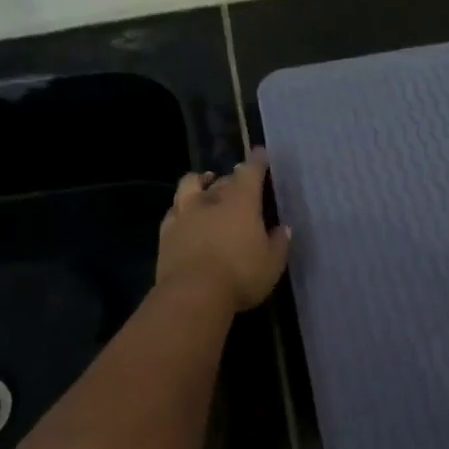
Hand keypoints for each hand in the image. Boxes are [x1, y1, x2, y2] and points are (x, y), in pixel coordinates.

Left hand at [156, 147, 291, 313]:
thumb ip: (278, 243)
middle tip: (238, 183)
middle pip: (223, 179)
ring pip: (190, 185)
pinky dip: (181, 208)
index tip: (260, 153)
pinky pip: (174, 210)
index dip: (257, 161)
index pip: (250, 172)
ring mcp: (185, 213)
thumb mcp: (271, 265)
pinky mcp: (166, 231)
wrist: (192, 295)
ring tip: (205, 183)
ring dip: (200, 182)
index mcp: (241, 202)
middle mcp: (212, 200)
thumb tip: (282, 228)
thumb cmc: (240, 276)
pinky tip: (184, 214)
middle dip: (231, 178)